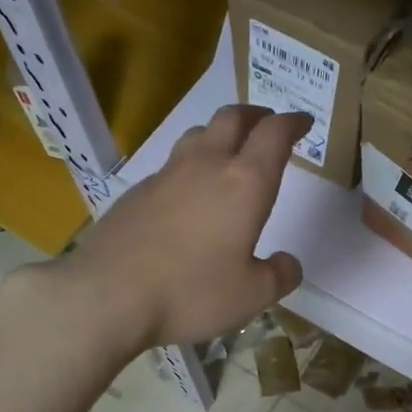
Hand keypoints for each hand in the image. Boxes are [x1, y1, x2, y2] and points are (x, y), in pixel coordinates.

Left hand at [59, 105, 309, 349]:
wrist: (108, 295)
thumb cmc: (191, 292)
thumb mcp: (251, 296)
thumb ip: (279, 276)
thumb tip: (288, 262)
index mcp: (244, 184)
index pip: (274, 134)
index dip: (292, 123)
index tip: (303, 122)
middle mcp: (206, 166)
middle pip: (233, 118)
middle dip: (257, 115)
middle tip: (268, 125)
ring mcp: (166, 175)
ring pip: (198, 134)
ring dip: (220, 134)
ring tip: (229, 152)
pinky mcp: (136, 191)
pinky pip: (171, 165)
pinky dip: (190, 166)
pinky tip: (188, 195)